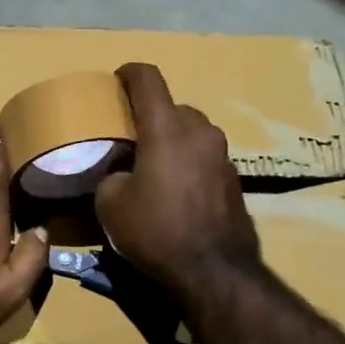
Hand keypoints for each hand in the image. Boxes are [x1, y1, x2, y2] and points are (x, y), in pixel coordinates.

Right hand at [95, 63, 259, 294]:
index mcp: (166, 128)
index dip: (129, 73)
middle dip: (150, 115)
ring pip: (191, 131)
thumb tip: (120, 175)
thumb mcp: (110, 204)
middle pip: (172, 106)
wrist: (212, 270)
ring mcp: (222, 154)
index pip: (148, 79)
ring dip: (171, 139)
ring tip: (152, 165)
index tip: (116, 80)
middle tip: (129, 137)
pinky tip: (174, 190)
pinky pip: (204, 157)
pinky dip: (187, 162)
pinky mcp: (234, 178)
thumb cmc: (155, 230)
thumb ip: (111, 176)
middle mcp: (199, 131)